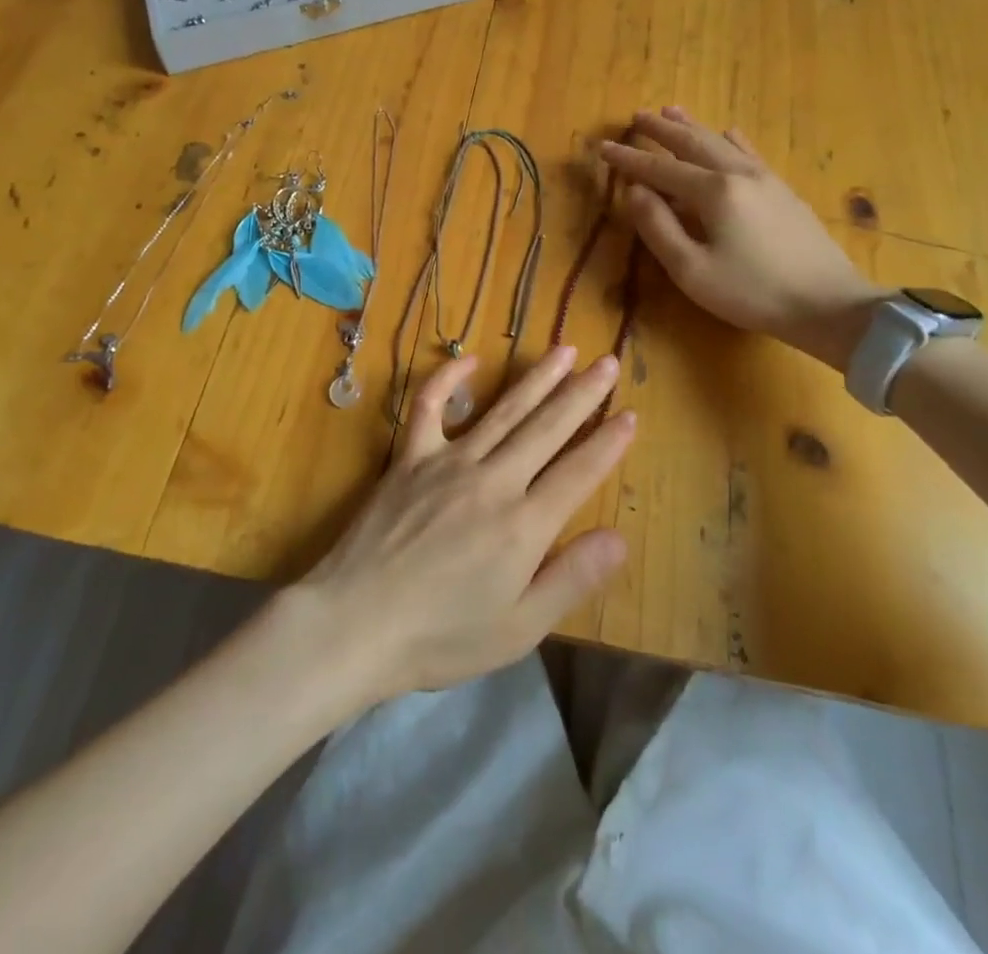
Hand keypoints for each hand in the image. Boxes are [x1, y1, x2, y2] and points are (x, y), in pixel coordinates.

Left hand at [295, 349, 631, 708]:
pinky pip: (428, 408)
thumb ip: (571, 578)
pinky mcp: (409, 458)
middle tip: (607, 362)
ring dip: (536, 379)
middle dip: (581, 394)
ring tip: (564, 350)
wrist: (356, 622)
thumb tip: (619, 537)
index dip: (608, 442)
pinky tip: (468, 360)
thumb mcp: (518, 628)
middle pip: (546, 428)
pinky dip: (446, 379)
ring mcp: (448, 462)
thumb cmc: (441, 637)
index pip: (578, 472)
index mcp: (524, 525)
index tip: (631, 414)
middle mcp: (492, 481)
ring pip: (502, 410)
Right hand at [599, 106, 882, 371]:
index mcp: (713, 192)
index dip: (628, 159)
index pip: (660, 169)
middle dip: (661, 130)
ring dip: (692, 126)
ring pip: (721, 142)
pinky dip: (731, 140)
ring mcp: (765, 179)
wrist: (829, 305)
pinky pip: (750, 153)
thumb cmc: (752, 293)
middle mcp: (738, 174)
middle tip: (636, 116)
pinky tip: (729, 132)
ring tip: (671, 111)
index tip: (602, 147)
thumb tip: (634, 191)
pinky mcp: (783, 191)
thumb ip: (658, 227)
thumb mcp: (691, 270)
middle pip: (692, 143)